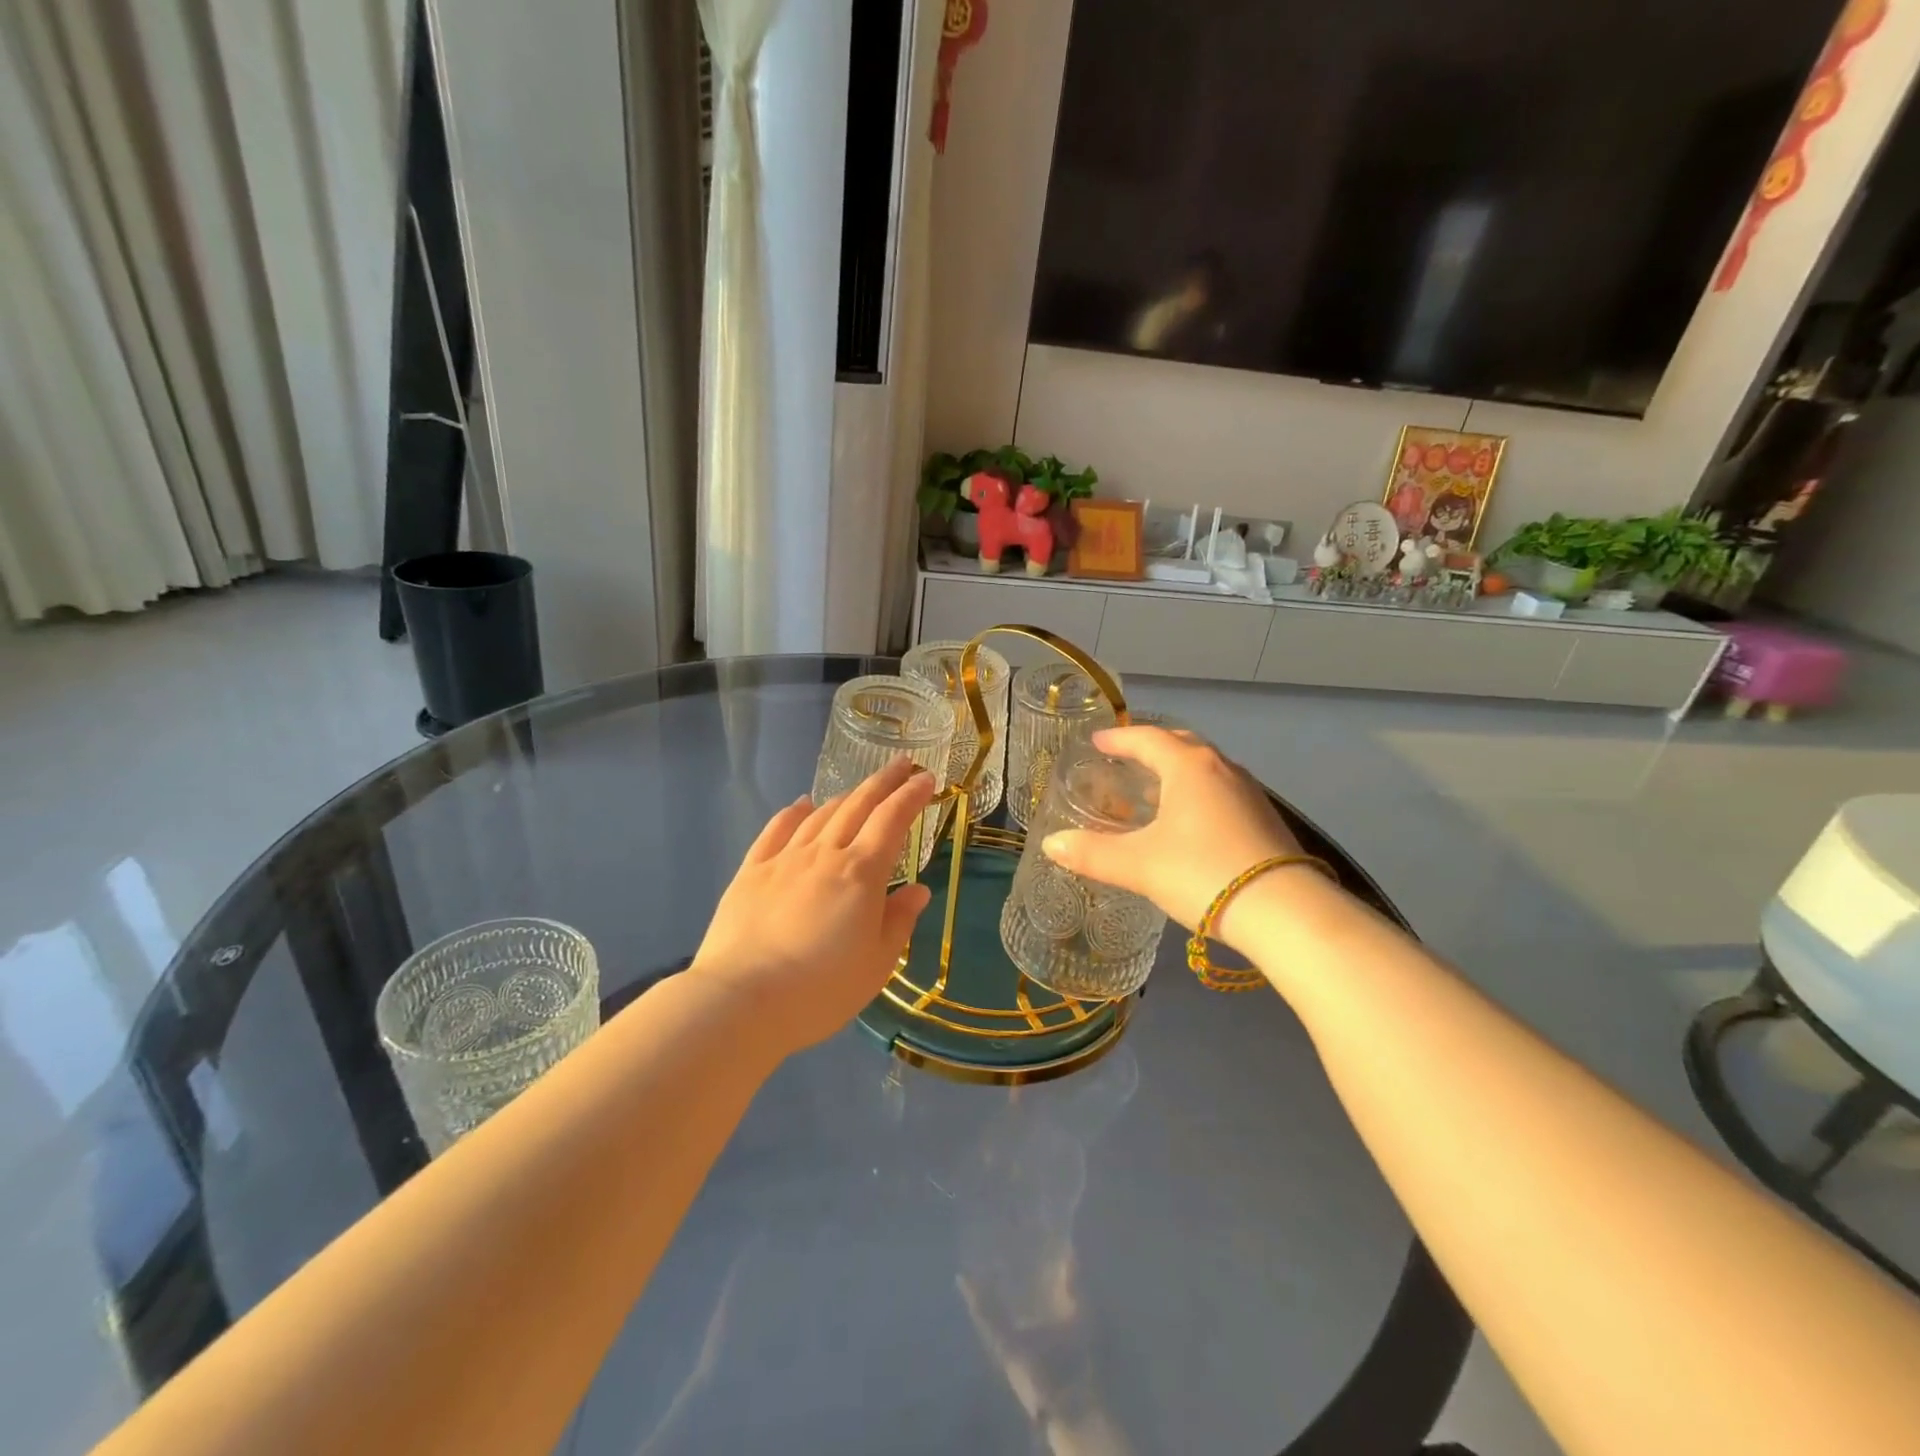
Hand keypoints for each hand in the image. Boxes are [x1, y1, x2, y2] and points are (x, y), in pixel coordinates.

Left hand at [693, 757, 936, 1054]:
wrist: (742, 1001)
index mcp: (861, 873)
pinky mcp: (751, 871)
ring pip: (821, 814)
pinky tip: (802, 804)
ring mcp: (784, 859)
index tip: (927, 778)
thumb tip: (917, 889)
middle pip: (858, 805)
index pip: (892, 820)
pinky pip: (776, 830)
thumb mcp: (877, 963)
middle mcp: (825, 853)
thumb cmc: (821, 989)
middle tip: (902, 764)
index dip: (912, 795)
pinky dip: (794, 812)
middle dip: (884, 781)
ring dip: (846, 796)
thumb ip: (899, 920)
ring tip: (861, 790)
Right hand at [1040, 727, 1309, 942]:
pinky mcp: (1265, 819)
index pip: (1147, 738)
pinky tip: (1189, 822)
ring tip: (1154, 789)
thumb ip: (1092, 853)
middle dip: (1151, 748)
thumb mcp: (1139, 865)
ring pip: (1205, 769)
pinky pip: (1221, 791)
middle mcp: (1222, 769)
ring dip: (1177, 771)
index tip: (1098, 741)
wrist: (1285, 912)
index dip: (1118, 738)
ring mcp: (1249, 793)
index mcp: (1189, 766)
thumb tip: (1051, 844)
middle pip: (1181, 745)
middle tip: (1125, 760)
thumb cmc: (1202, 873)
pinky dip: (1197, 793)